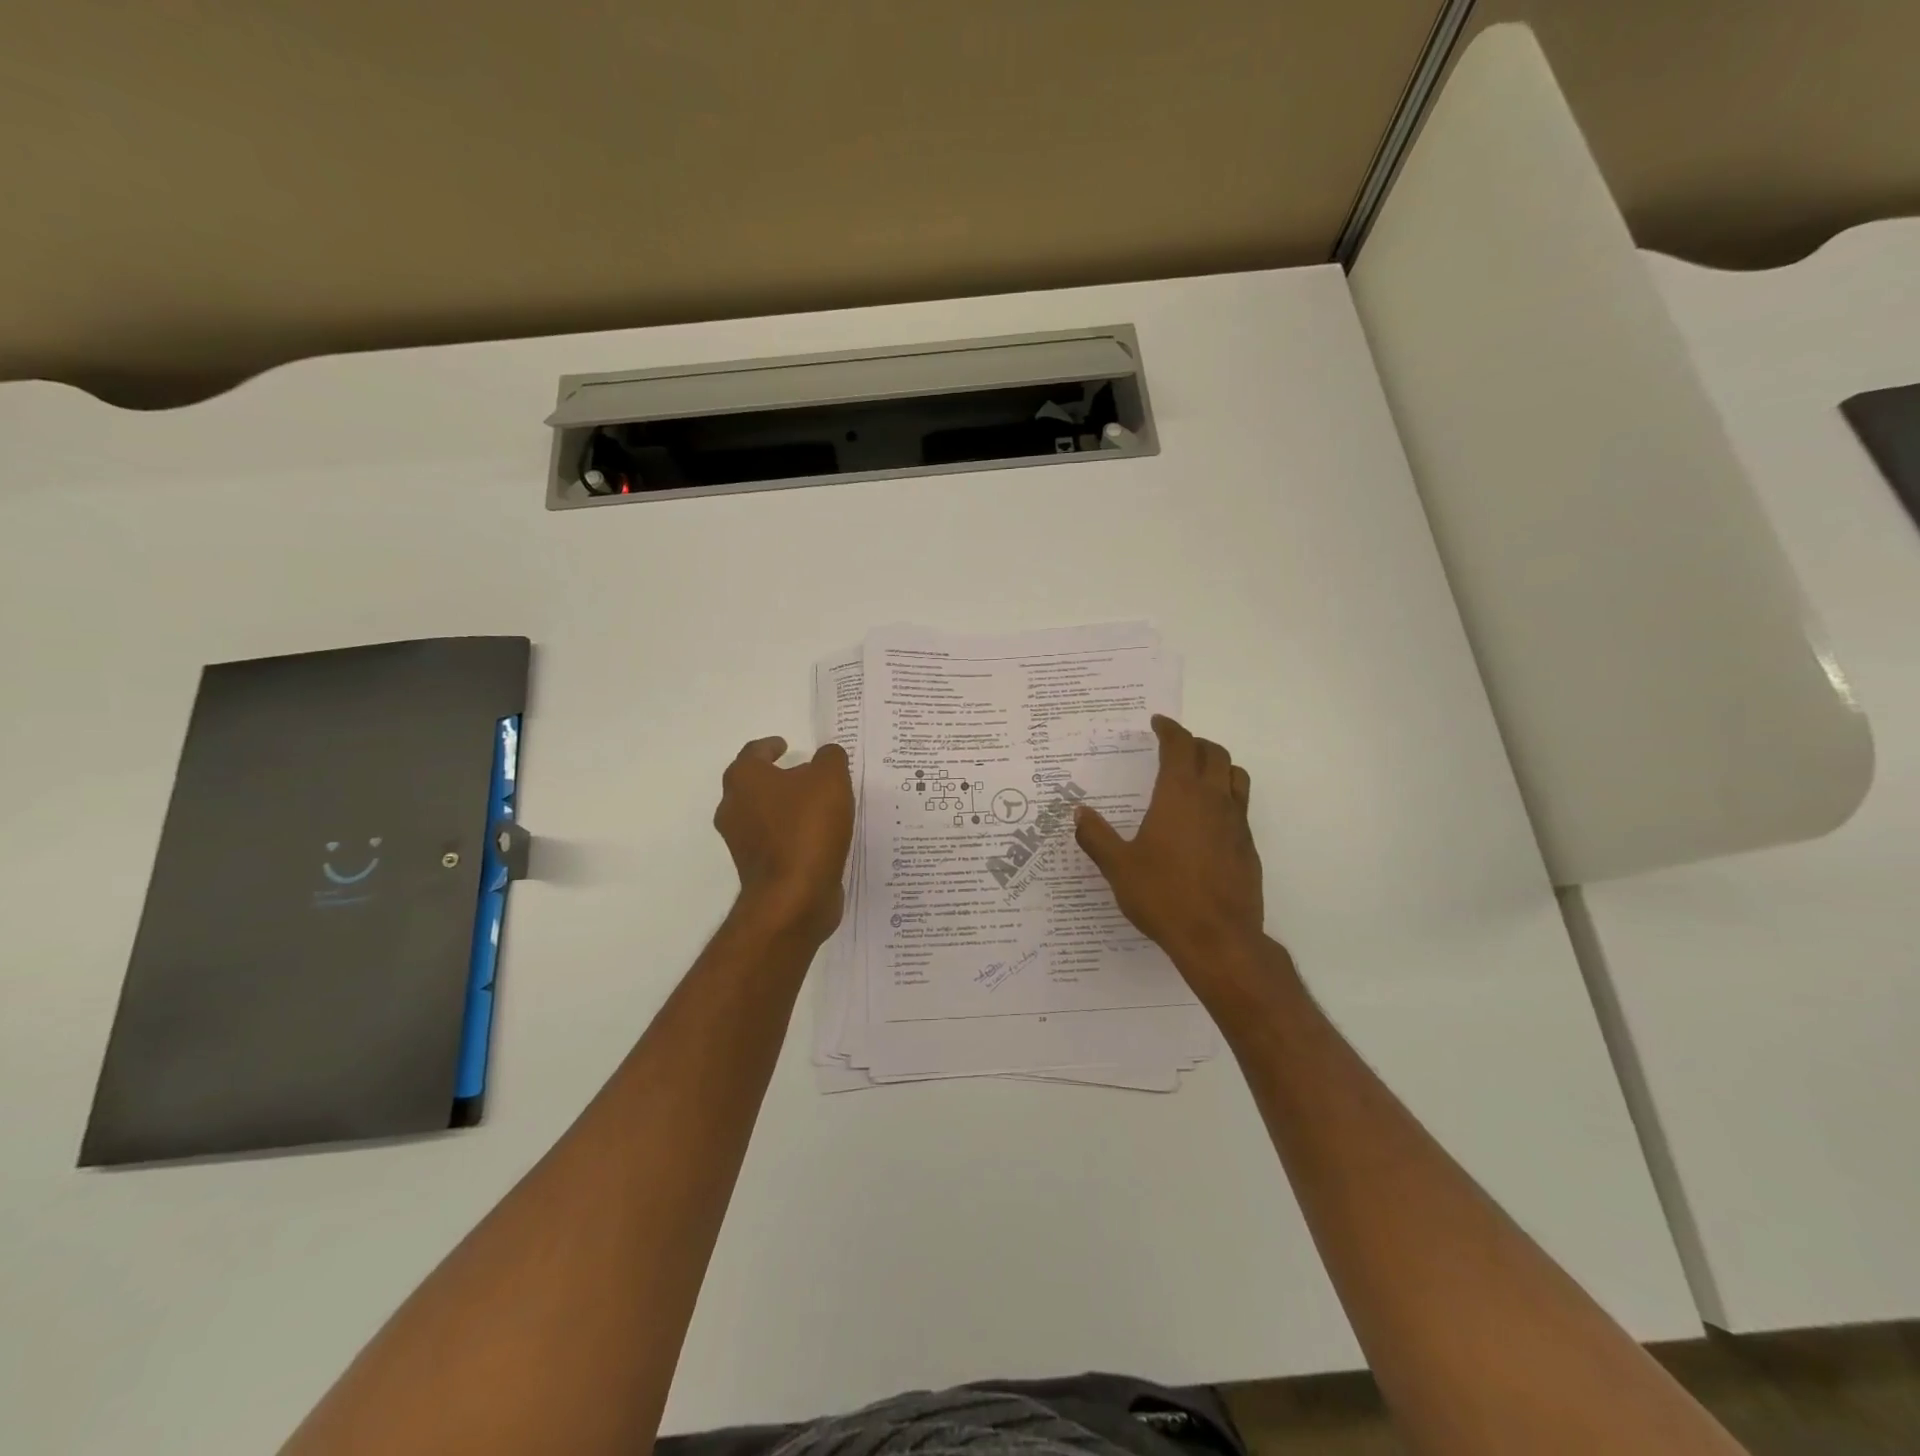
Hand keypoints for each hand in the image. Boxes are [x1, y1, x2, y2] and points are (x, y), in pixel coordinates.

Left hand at [713, 737, 854, 944]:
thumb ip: (830, 758)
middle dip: (777, 778)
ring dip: (785, 808)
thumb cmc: (807, 828)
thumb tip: (826, 756)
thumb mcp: (830, 779)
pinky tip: (817, 836)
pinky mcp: (757, 868)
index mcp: (745, 779)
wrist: (793, 896)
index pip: (754, 752)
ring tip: (817, 807)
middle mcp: (734, 808)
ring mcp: (742, 842)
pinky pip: (774, 841)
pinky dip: (791, 834)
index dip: (771, 746)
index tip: (786, 745)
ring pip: (763, 814)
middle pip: (754, 784)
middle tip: (805, 774)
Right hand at [1074, 715, 1264, 972]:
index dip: (1169, 729)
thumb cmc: (1163, 896)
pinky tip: (1208, 818)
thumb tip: (1078, 812)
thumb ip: (1096, 836)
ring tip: (1199, 773)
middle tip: (1175, 747)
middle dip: (1194, 743)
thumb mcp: (1118, 867)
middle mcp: (1212, 799)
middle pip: (1214, 753)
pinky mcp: (1248, 845)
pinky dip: (1226, 795)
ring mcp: (1236, 822)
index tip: (1158, 723)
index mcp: (1179, 795)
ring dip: (1217, 764)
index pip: (1180, 746)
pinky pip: (1241, 805)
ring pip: (1235, 775)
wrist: (1218, 938)